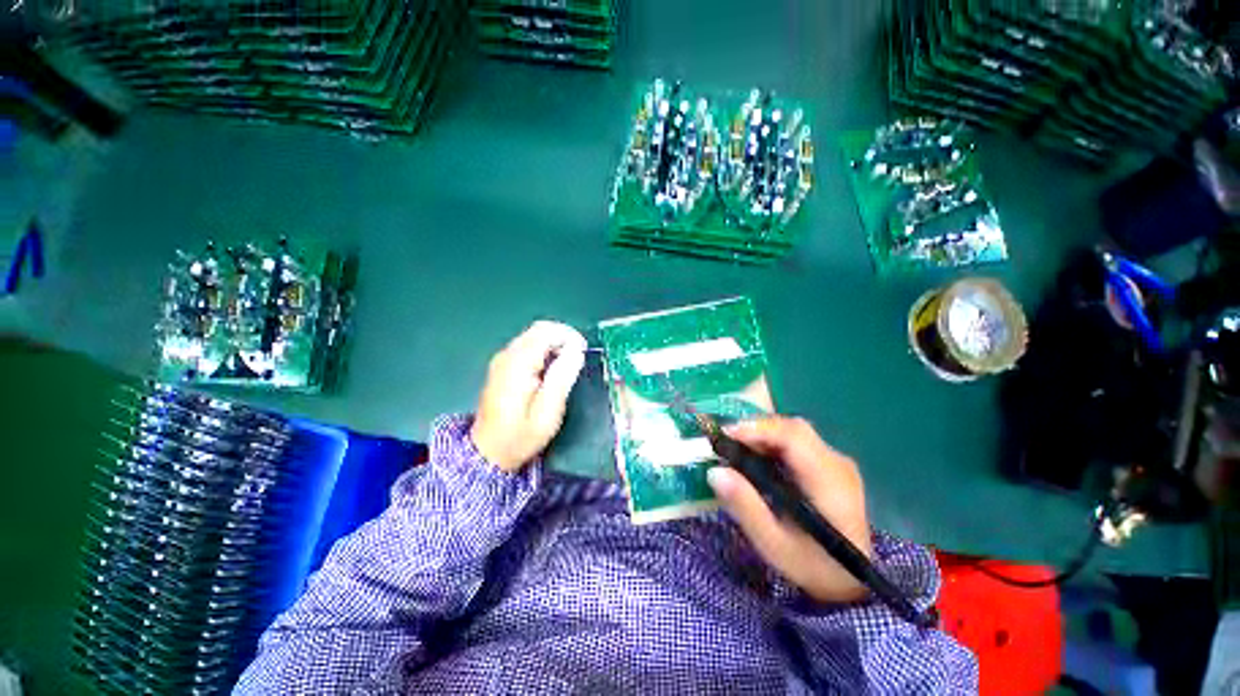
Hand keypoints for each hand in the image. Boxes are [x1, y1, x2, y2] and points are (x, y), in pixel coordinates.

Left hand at [471, 321, 587, 471]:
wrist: (488, 452)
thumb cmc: (521, 436)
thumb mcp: (548, 412)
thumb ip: (562, 377)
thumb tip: (576, 350)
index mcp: (518, 365)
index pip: (545, 333)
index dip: (568, 336)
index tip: (583, 351)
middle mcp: (507, 356)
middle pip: (538, 330)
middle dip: (562, 337)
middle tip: (578, 357)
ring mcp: (502, 360)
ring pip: (533, 336)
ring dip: (554, 343)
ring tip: (567, 364)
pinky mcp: (502, 366)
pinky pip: (527, 346)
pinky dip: (544, 350)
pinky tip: (551, 368)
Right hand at [707, 416, 872, 602]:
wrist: (851, 581)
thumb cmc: (812, 566)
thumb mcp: (773, 544)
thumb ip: (745, 506)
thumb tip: (715, 471)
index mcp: (830, 483)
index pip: (794, 438)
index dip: (758, 430)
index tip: (725, 434)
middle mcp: (837, 464)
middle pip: (794, 428)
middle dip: (756, 429)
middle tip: (726, 441)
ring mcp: (837, 462)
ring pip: (794, 431)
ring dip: (762, 434)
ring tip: (736, 447)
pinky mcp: (830, 464)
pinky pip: (797, 441)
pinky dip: (772, 442)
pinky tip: (756, 457)